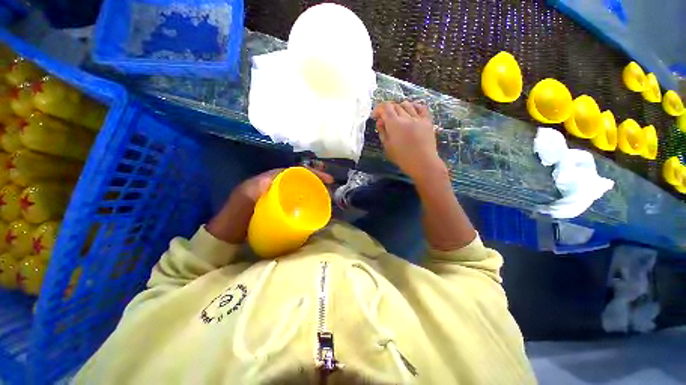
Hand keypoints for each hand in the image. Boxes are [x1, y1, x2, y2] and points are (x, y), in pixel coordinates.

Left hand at [207, 167, 332, 243]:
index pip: (293, 171)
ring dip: (314, 188)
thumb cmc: (233, 221)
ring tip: (328, 195)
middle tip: (331, 187)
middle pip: (299, 178)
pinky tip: (315, 206)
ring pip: (299, 188)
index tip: (327, 180)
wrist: (226, 240)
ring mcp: (276, 196)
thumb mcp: (239, 206)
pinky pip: (297, 199)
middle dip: (316, 179)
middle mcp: (273, 184)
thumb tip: (273, 180)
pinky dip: (308, 200)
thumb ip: (251, 193)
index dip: (311, 172)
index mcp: (266, 180)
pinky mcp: (279, 207)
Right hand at [372, 101, 445, 179]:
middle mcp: (406, 117)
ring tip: (397, 116)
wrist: (422, 162)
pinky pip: (421, 107)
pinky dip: (414, 106)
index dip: (378, 109)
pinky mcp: (427, 120)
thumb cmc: (402, 158)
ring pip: (407, 104)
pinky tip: (411, 110)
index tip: (375, 116)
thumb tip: (380, 121)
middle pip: (395, 105)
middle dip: (387, 110)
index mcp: (394, 124)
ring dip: (399, 107)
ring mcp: (418, 118)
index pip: (385, 108)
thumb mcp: (387, 146)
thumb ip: (382, 132)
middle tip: (384, 118)